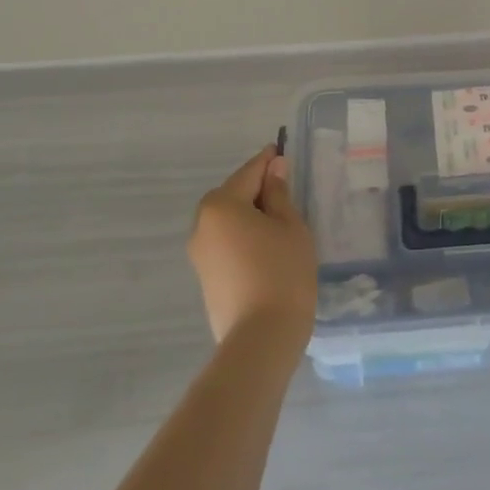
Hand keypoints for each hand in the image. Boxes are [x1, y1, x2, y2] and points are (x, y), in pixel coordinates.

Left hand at [188, 147, 317, 350]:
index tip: (283, 151)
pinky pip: (225, 243)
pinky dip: (244, 237)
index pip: (249, 172)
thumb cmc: (282, 272)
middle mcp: (201, 224)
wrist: (261, 338)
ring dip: (250, 215)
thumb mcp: (290, 226)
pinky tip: (267, 248)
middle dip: (257, 189)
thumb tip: (273, 169)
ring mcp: (199, 253)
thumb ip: (279, 194)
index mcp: (221, 205)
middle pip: (233, 195)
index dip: (268, 161)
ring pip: (228, 221)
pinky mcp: (205, 277)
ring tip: (281, 222)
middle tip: (287, 190)